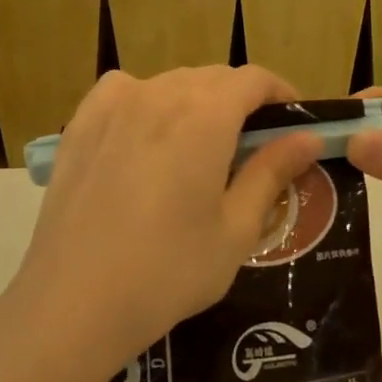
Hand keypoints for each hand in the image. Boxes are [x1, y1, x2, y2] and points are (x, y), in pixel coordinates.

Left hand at [4, 67, 324, 381]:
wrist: (73, 302)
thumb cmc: (168, 271)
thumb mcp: (235, 229)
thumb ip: (272, 172)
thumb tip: (308, 137)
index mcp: (206, 115)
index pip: (254, 79)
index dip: (281, 93)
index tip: (293, 122)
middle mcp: (160, 93)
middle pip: (214, 78)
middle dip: (242, 101)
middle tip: (253, 145)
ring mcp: (115, 104)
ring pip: (171, 83)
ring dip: (197, 101)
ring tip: (200, 145)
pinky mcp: (81, 123)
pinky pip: (124, 91)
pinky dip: (146, 100)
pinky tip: (145, 134)